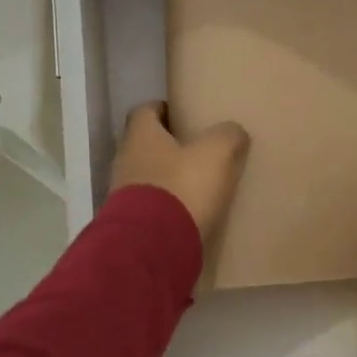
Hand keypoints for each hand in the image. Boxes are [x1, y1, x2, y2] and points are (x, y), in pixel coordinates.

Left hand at [111, 102, 250, 244]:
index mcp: (141, 136)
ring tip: (194, 181)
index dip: (163, 109)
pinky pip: (150, 205)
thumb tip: (233, 130)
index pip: (145, 111)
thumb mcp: (216, 154)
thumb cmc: (182, 187)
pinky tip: (187, 211)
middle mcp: (125, 160)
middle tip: (195, 147)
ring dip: (166, 177)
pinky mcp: (130, 223)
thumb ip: (227, 136)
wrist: (152, 247)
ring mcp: (122, 194)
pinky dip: (165, 205)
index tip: (182, 114)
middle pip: (144, 144)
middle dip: (166, 145)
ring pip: (146, 176)